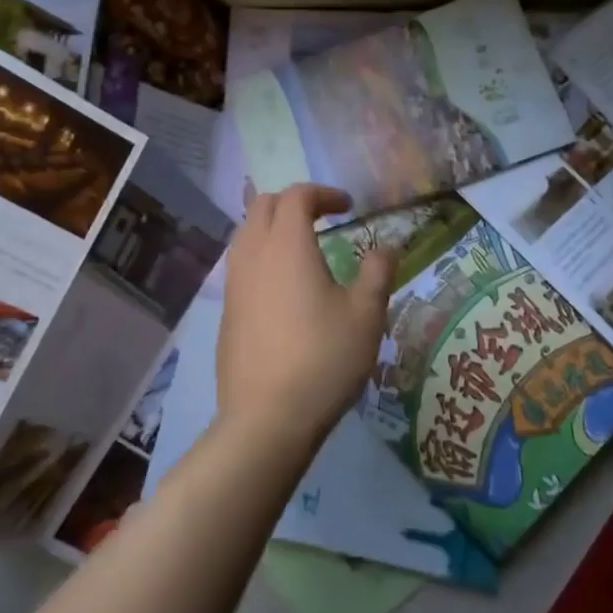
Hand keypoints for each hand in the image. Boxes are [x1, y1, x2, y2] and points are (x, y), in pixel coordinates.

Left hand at [216, 184, 398, 457]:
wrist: (267, 418)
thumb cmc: (323, 358)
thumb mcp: (366, 315)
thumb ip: (378, 272)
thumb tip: (386, 248)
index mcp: (286, 245)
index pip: (296, 196)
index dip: (323, 193)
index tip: (348, 208)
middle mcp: (253, 254)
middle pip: (263, 205)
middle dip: (293, 203)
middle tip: (322, 220)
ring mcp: (234, 283)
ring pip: (246, 233)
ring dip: (272, 228)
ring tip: (302, 249)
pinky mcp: (226, 310)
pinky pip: (240, 264)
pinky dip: (261, 256)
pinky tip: (282, 288)